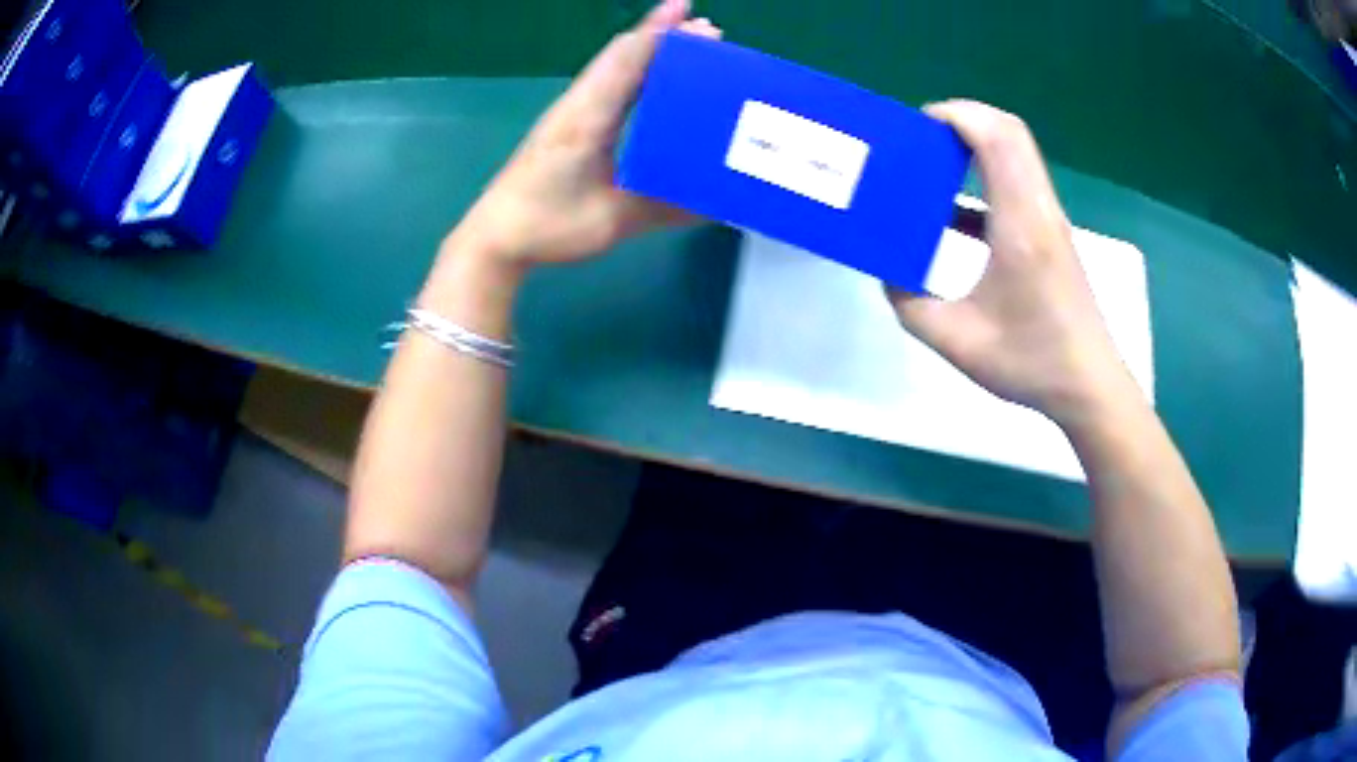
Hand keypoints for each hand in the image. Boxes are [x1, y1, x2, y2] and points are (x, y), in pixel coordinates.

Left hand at [449, 0, 720, 268]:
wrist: (496, 238)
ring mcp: (571, 112)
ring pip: (614, 66)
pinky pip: (607, 84)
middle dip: (665, 35)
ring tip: (691, 45)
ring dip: (651, 49)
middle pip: (623, 54)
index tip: (691, 13)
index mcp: (588, 118)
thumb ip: (664, 208)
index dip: (660, 34)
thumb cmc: (547, 225)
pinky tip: (654, 79)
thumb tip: (716, 204)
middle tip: (711, 31)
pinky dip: (635, 69)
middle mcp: (579, 104)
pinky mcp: (569, 124)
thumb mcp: (611, 220)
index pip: (627, 62)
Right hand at [886, 100, 1138, 427]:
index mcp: (1020, 223)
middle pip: (1010, 131)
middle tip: (923, 138)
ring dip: (976, 147)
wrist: (1089, 386)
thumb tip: (889, 275)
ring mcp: (1051, 221)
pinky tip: (954, 217)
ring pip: (1017, 155)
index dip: (956, 115)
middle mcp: (1040, 209)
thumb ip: (911, 306)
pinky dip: (985, 181)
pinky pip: (1018, 185)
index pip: (996, 137)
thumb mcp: (957, 341)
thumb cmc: (1031, 361)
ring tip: (933, 166)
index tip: (918, 126)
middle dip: (964, 120)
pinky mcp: (1053, 236)